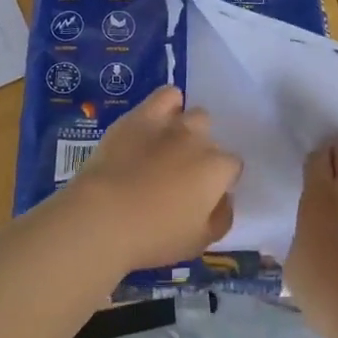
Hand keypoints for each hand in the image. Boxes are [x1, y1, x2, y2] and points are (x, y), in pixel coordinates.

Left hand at [66, 86, 239, 272]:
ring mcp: (171, 124)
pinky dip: (169, 104)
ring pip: (195, 115)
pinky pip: (167, 95)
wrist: (104, 216)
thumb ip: (222, 218)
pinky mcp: (142, 115)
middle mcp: (199, 140)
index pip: (232, 166)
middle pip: (212, 140)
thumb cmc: (153, 236)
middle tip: (182, 177)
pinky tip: (160, 120)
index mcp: (216, 170)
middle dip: (203, 155)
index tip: (205, 195)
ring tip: (170, 149)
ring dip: (189, 131)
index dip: (221, 180)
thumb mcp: (199, 242)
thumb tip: (225, 199)